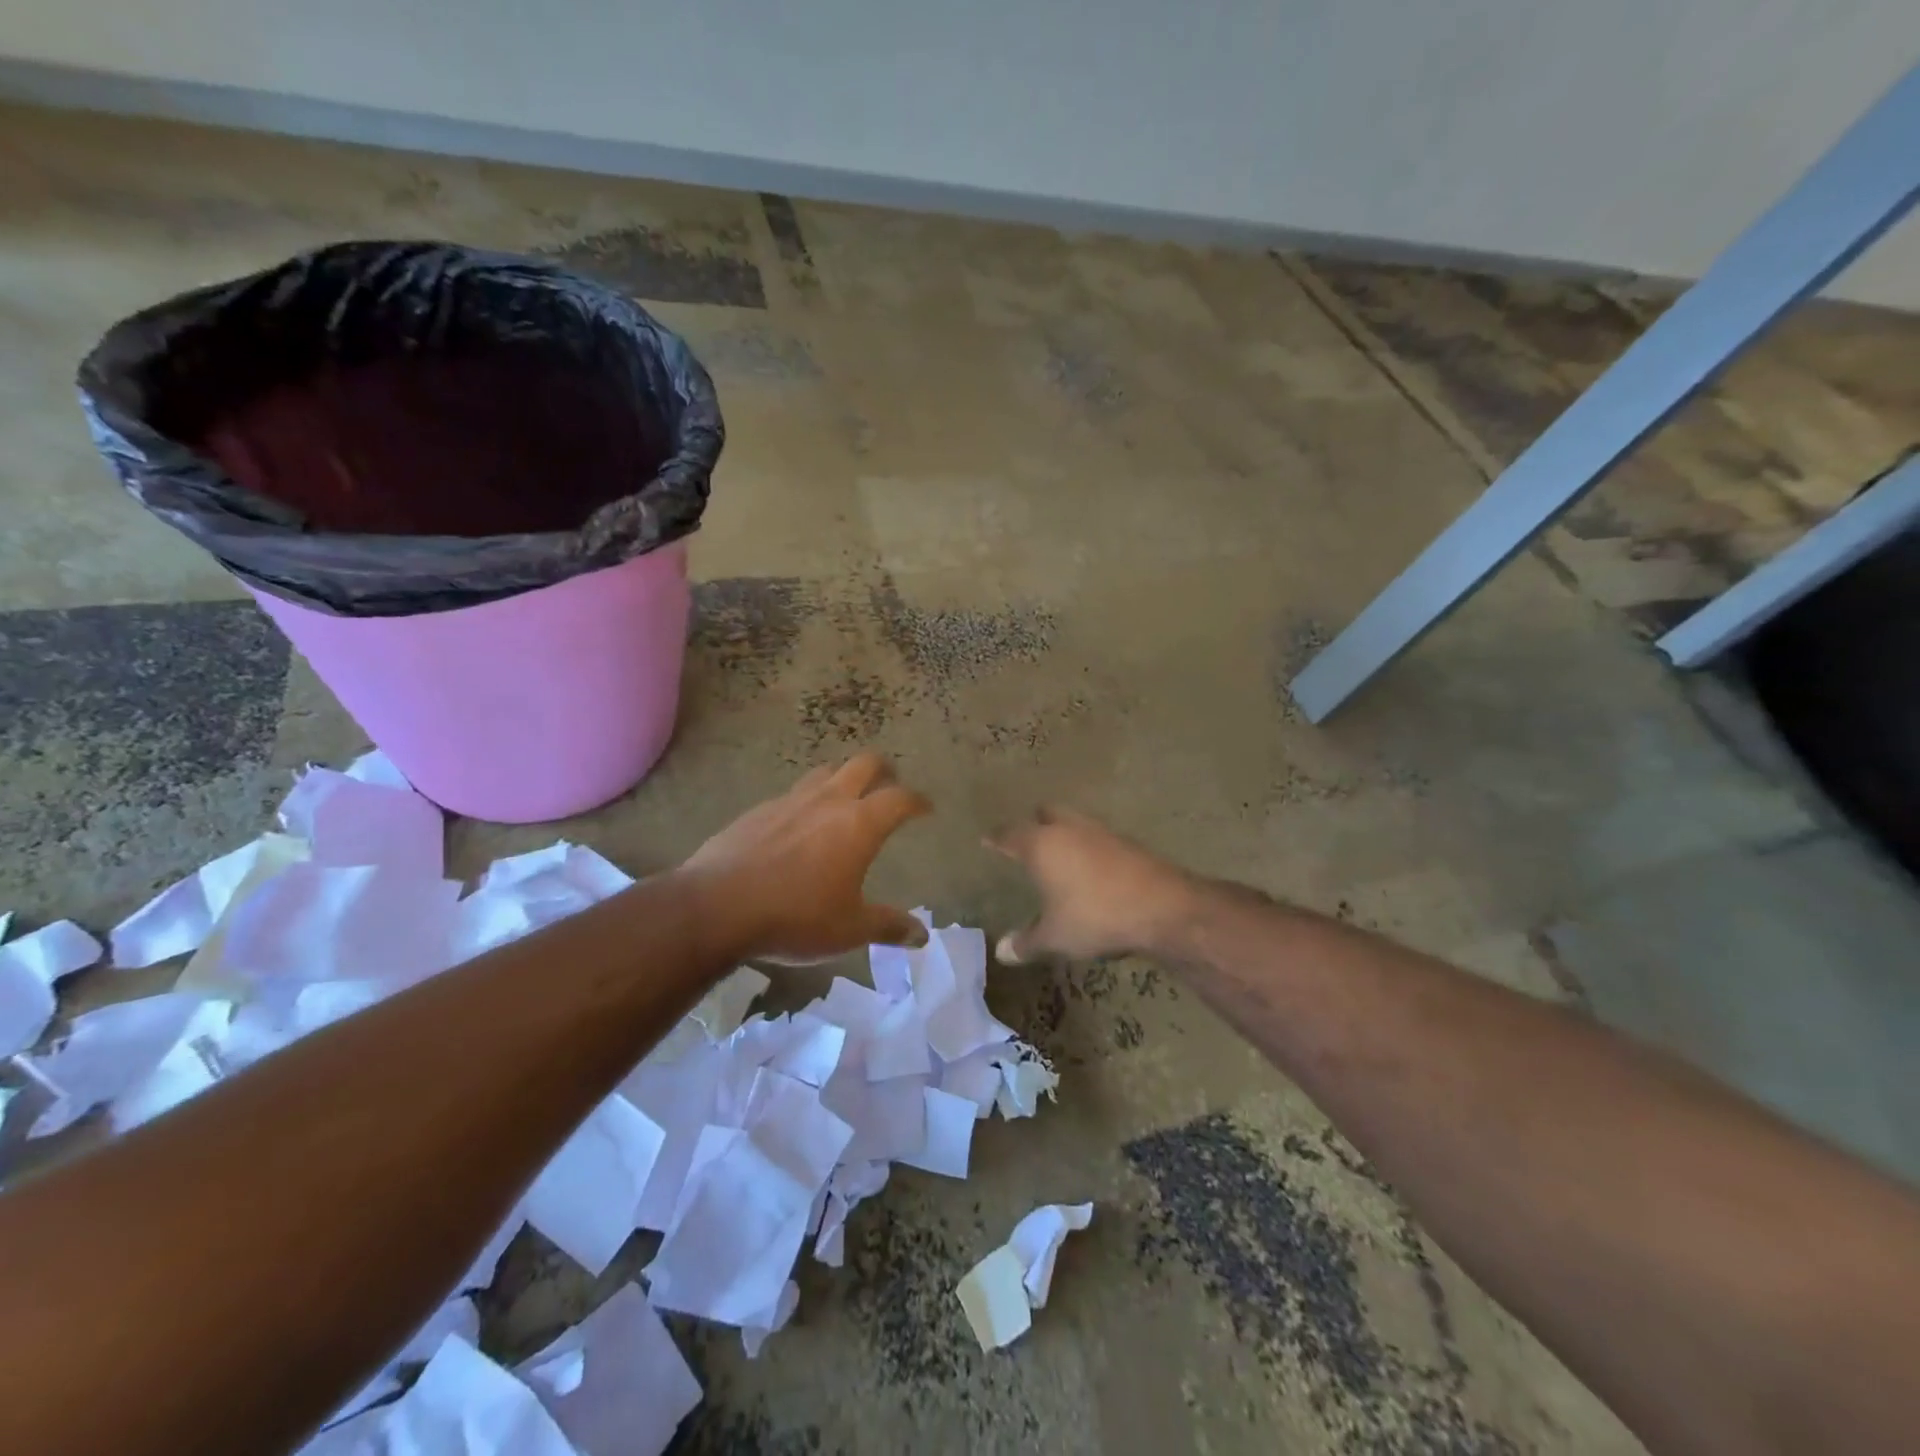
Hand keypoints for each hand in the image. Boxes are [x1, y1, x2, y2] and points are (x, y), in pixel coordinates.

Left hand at [682, 753, 931, 963]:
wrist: (717, 907)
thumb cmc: (795, 917)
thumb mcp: (848, 930)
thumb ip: (888, 927)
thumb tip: (922, 936)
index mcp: (859, 824)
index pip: (900, 799)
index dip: (917, 801)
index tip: (926, 808)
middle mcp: (829, 801)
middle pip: (864, 764)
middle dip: (883, 769)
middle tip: (889, 783)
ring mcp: (790, 800)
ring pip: (825, 772)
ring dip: (842, 778)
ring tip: (844, 798)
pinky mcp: (758, 810)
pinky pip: (792, 794)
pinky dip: (806, 801)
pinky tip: (797, 826)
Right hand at [986, 807, 1195, 962]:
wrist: (1161, 907)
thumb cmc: (1095, 916)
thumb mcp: (1055, 937)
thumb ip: (1026, 942)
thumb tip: (1001, 952)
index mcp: (1042, 845)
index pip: (1010, 834)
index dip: (997, 838)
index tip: (988, 839)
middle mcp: (1069, 829)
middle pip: (1046, 813)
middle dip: (1035, 823)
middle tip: (1028, 839)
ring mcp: (1101, 832)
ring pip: (1075, 822)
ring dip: (1066, 832)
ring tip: (1061, 853)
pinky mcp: (1128, 843)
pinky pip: (1098, 838)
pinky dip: (1090, 847)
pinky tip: (1093, 869)